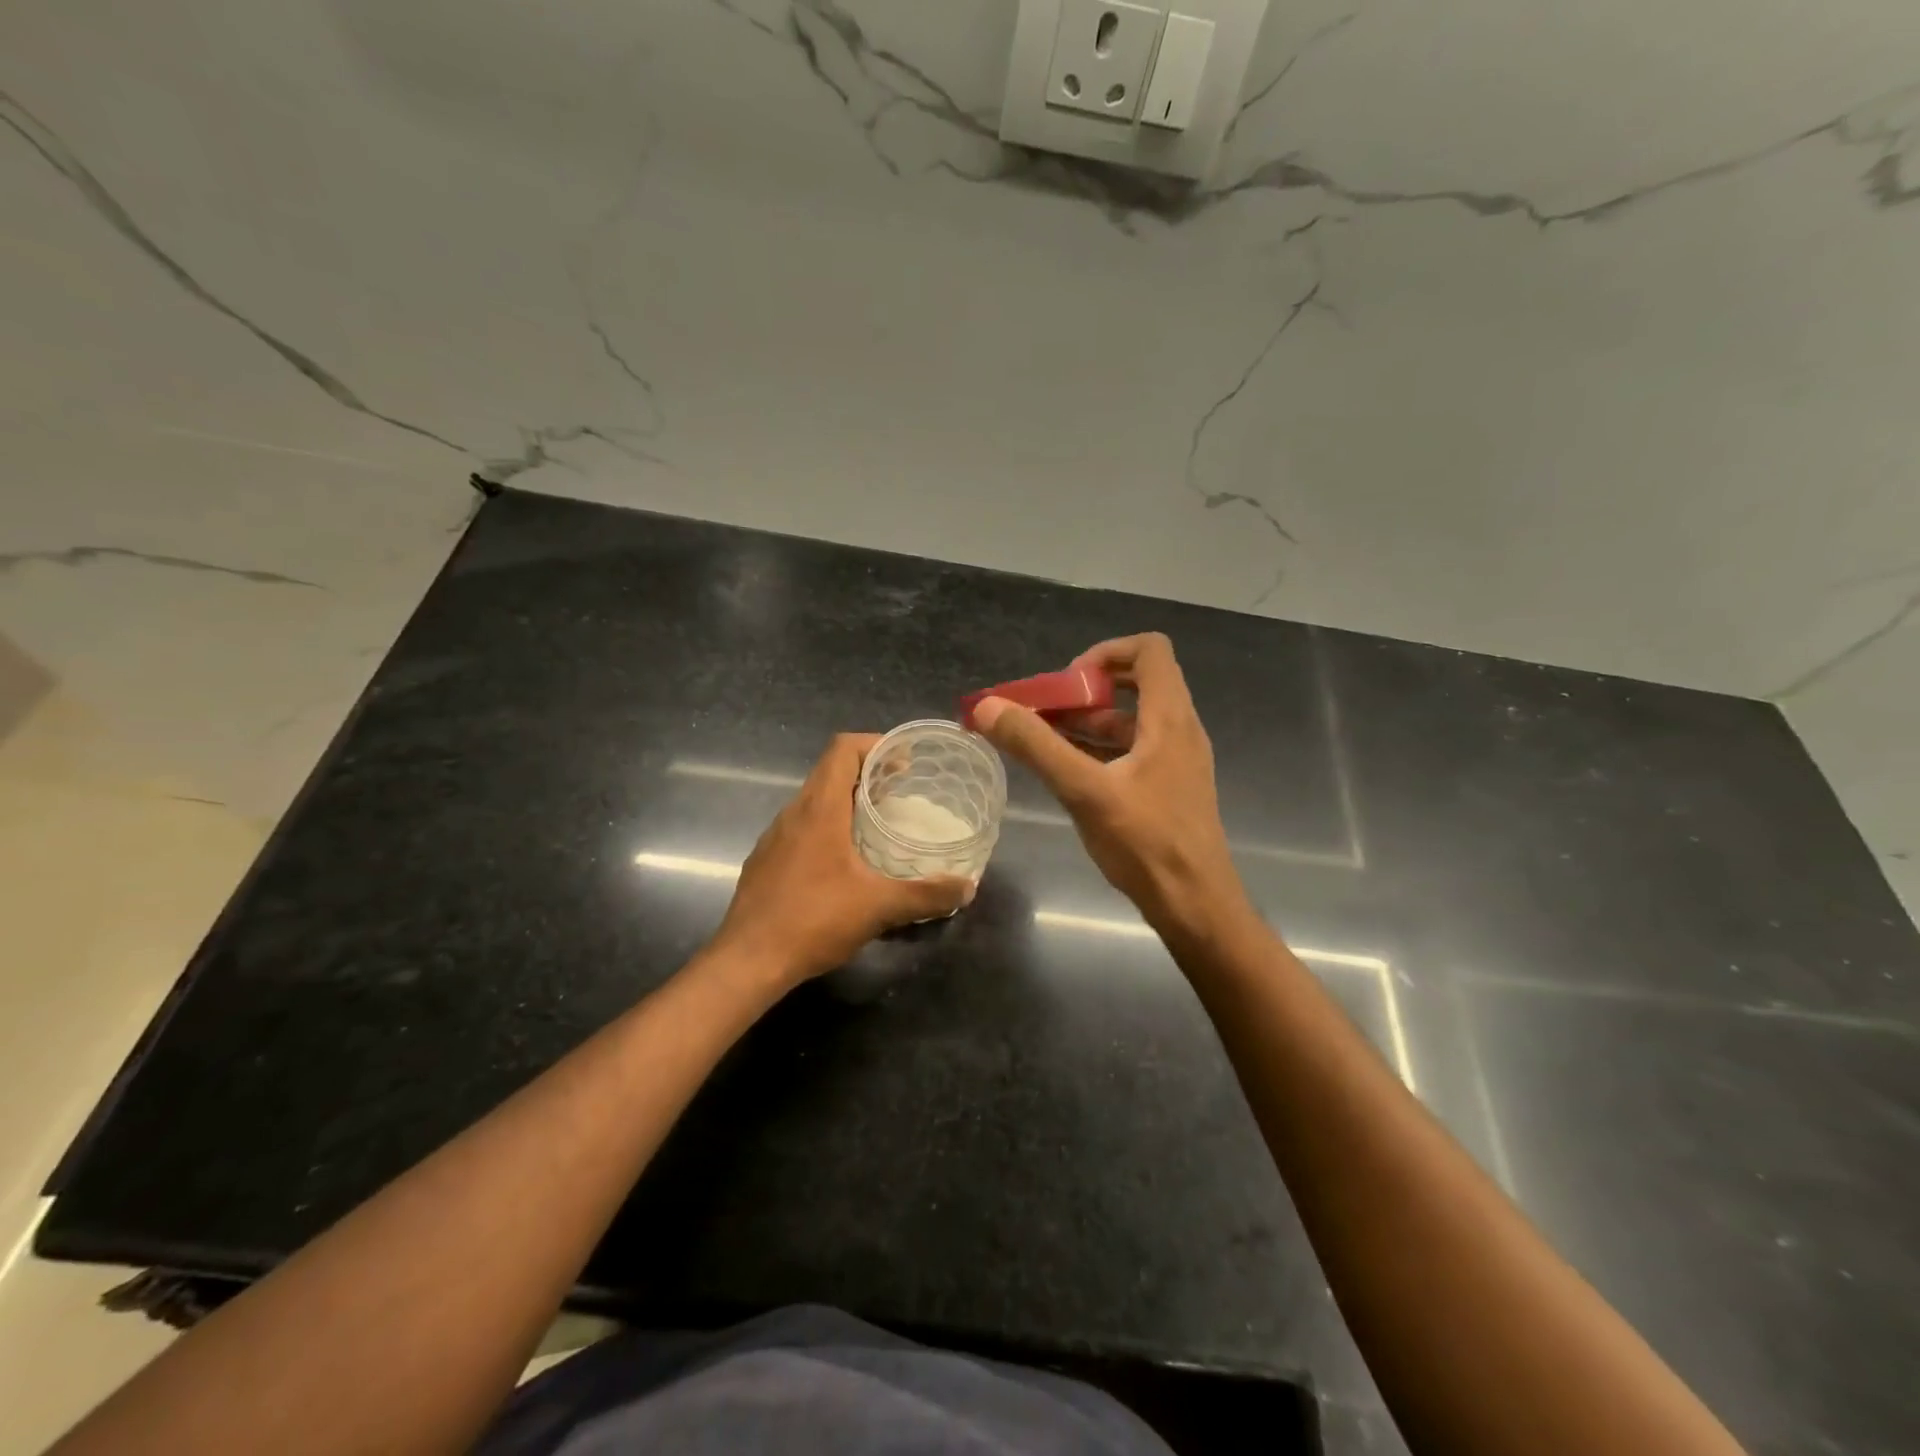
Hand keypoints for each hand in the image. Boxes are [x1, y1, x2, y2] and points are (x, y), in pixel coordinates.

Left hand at [712, 734, 973, 986]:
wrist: (747, 962)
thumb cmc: (813, 920)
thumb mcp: (879, 907)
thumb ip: (926, 895)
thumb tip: (967, 887)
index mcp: (819, 809)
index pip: (843, 749)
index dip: (875, 744)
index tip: (904, 763)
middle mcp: (793, 813)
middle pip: (830, 772)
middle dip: (867, 774)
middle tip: (901, 794)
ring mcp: (774, 837)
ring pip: (814, 801)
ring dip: (846, 802)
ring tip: (878, 825)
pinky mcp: (765, 861)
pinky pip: (801, 828)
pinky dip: (827, 829)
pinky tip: (844, 864)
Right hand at [972, 633, 1250, 938]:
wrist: (1196, 906)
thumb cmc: (1146, 844)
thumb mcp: (1084, 791)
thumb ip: (1036, 746)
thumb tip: (988, 707)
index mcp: (1169, 718)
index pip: (1149, 650)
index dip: (1105, 653)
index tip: (1067, 683)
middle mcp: (1179, 730)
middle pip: (1136, 682)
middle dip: (1086, 690)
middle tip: (1047, 711)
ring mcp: (1177, 760)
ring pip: (1131, 720)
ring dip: (1088, 721)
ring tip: (1044, 740)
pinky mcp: (1169, 786)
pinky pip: (1133, 750)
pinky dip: (1099, 749)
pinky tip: (1067, 772)